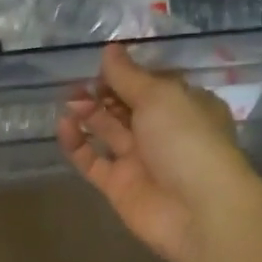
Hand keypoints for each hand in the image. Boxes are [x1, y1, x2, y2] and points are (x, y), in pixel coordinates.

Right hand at [57, 43, 254, 261]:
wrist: (198, 210)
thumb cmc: (187, 140)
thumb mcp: (160, 96)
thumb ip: (129, 75)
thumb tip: (110, 50)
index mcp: (184, 105)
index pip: (151, 84)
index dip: (126, 73)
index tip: (101, 64)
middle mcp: (163, 131)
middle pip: (126, 107)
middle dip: (103, 92)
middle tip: (78, 83)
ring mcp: (140, 160)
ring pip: (108, 132)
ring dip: (88, 114)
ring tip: (68, 100)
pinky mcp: (118, 186)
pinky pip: (92, 161)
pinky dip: (77, 144)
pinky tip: (64, 126)